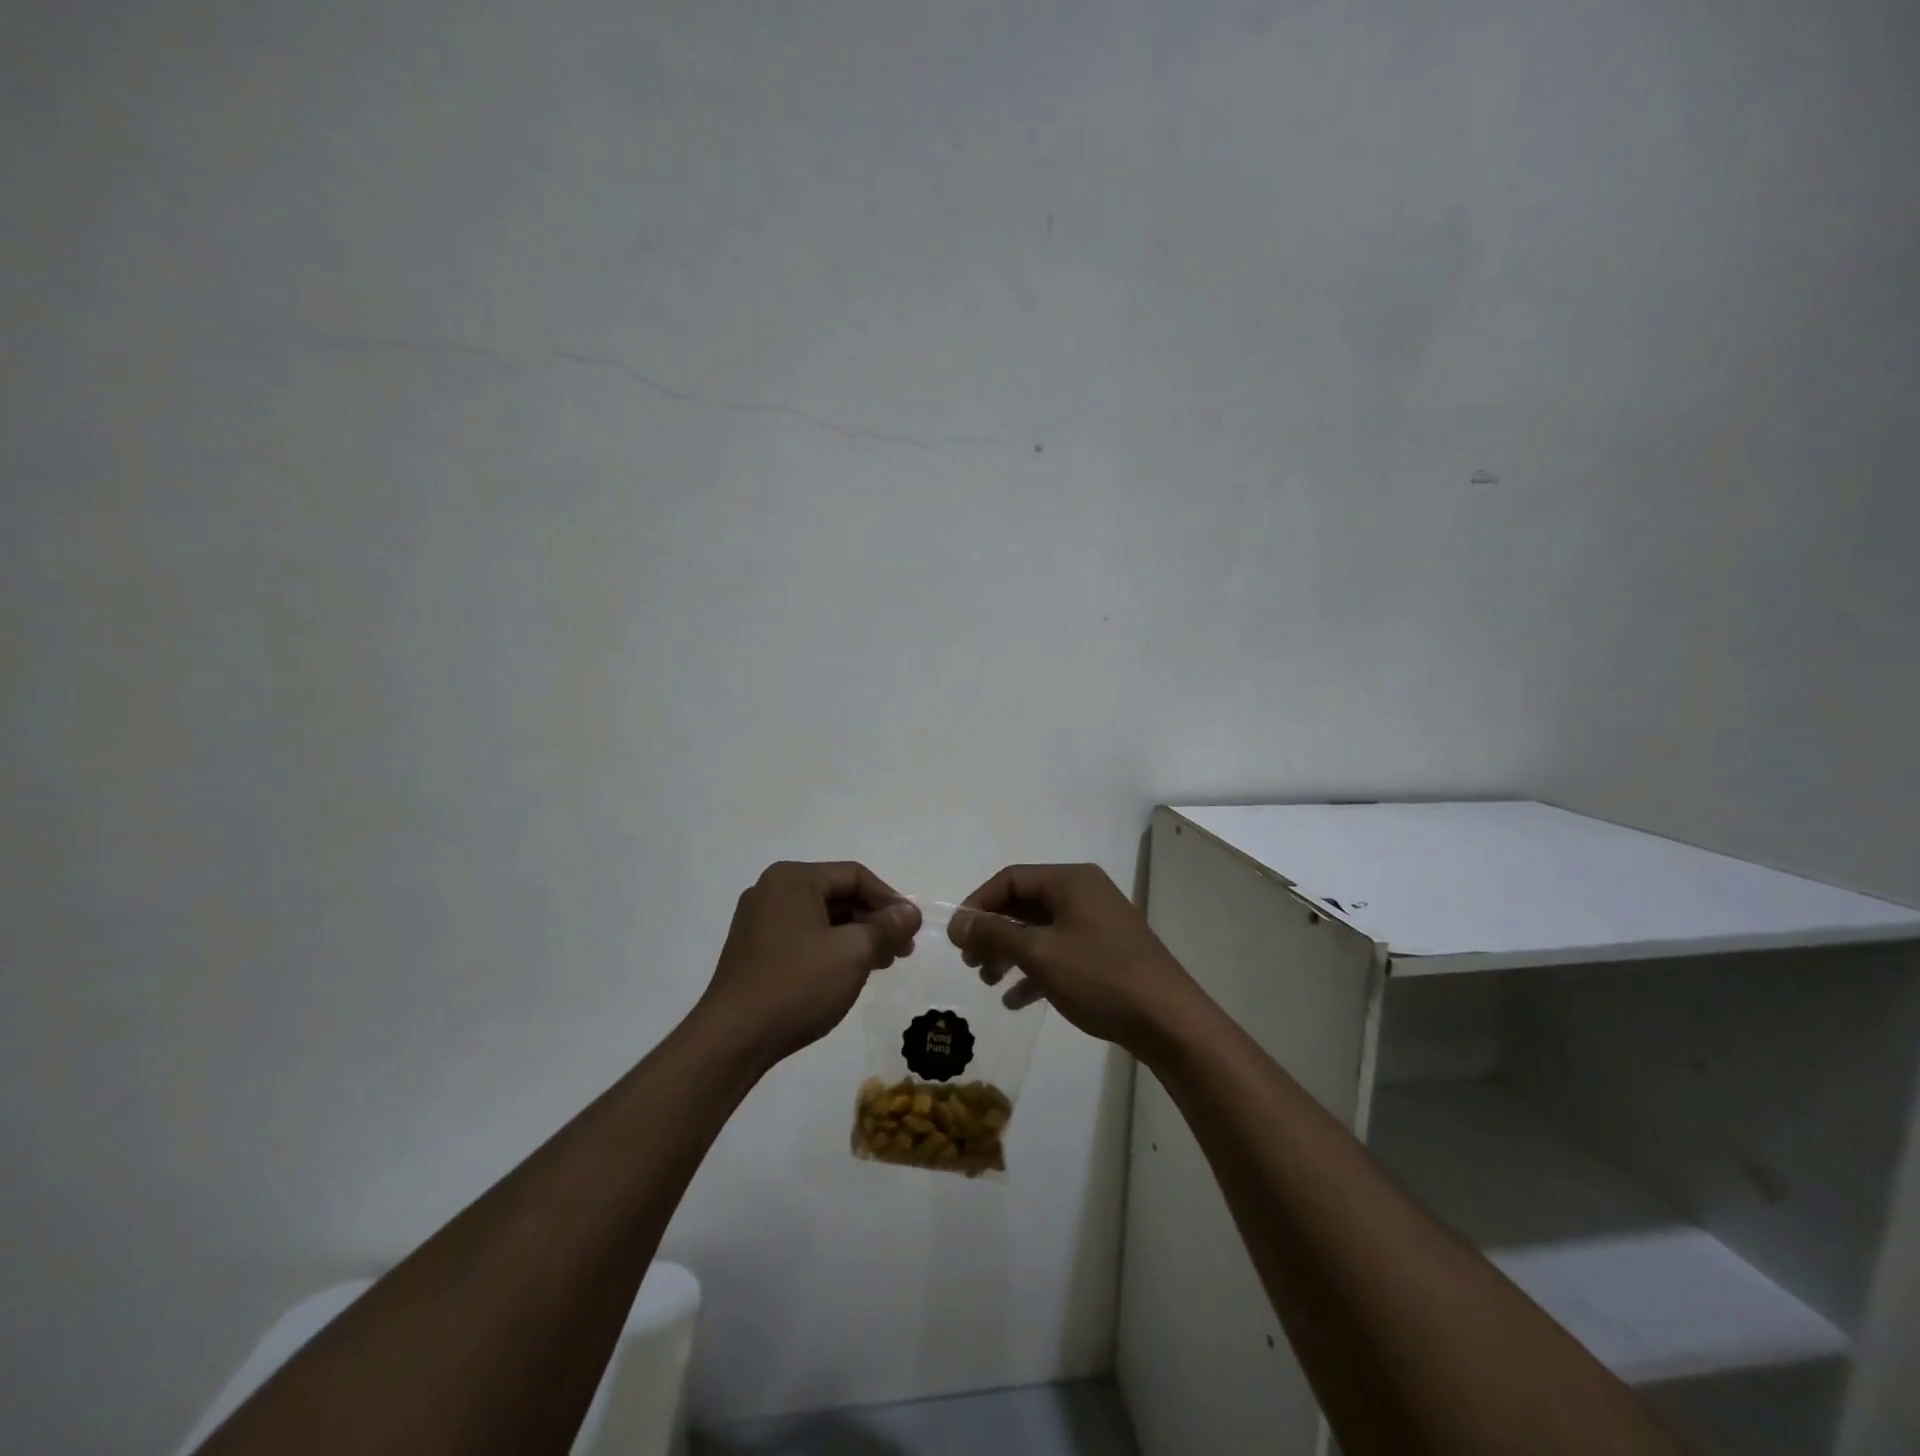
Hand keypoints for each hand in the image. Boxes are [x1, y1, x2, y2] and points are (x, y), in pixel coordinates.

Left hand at [697, 861, 920, 1068]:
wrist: (732, 1039)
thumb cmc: (797, 985)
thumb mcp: (853, 953)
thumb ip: (887, 927)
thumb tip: (911, 912)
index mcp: (793, 879)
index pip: (855, 876)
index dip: (890, 900)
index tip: (912, 928)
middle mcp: (772, 890)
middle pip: (837, 895)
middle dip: (874, 921)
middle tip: (902, 949)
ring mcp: (758, 920)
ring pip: (821, 918)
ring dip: (855, 936)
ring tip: (883, 963)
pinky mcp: (753, 948)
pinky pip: (803, 936)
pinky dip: (831, 948)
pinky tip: (850, 971)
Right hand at [949, 863, 1201, 1056]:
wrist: (1169, 1021)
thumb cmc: (1100, 977)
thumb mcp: (1040, 954)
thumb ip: (995, 933)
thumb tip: (959, 921)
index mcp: (1071, 880)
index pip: (1011, 879)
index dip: (978, 904)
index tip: (956, 937)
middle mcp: (1084, 894)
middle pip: (1025, 904)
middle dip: (993, 932)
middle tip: (970, 961)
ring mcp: (1097, 924)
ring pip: (1040, 931)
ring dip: (1010, 953)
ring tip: (988, 980)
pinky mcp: (1105, 953)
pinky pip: (1060, 952)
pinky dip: (1035, 971)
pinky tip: (1016, 1001)